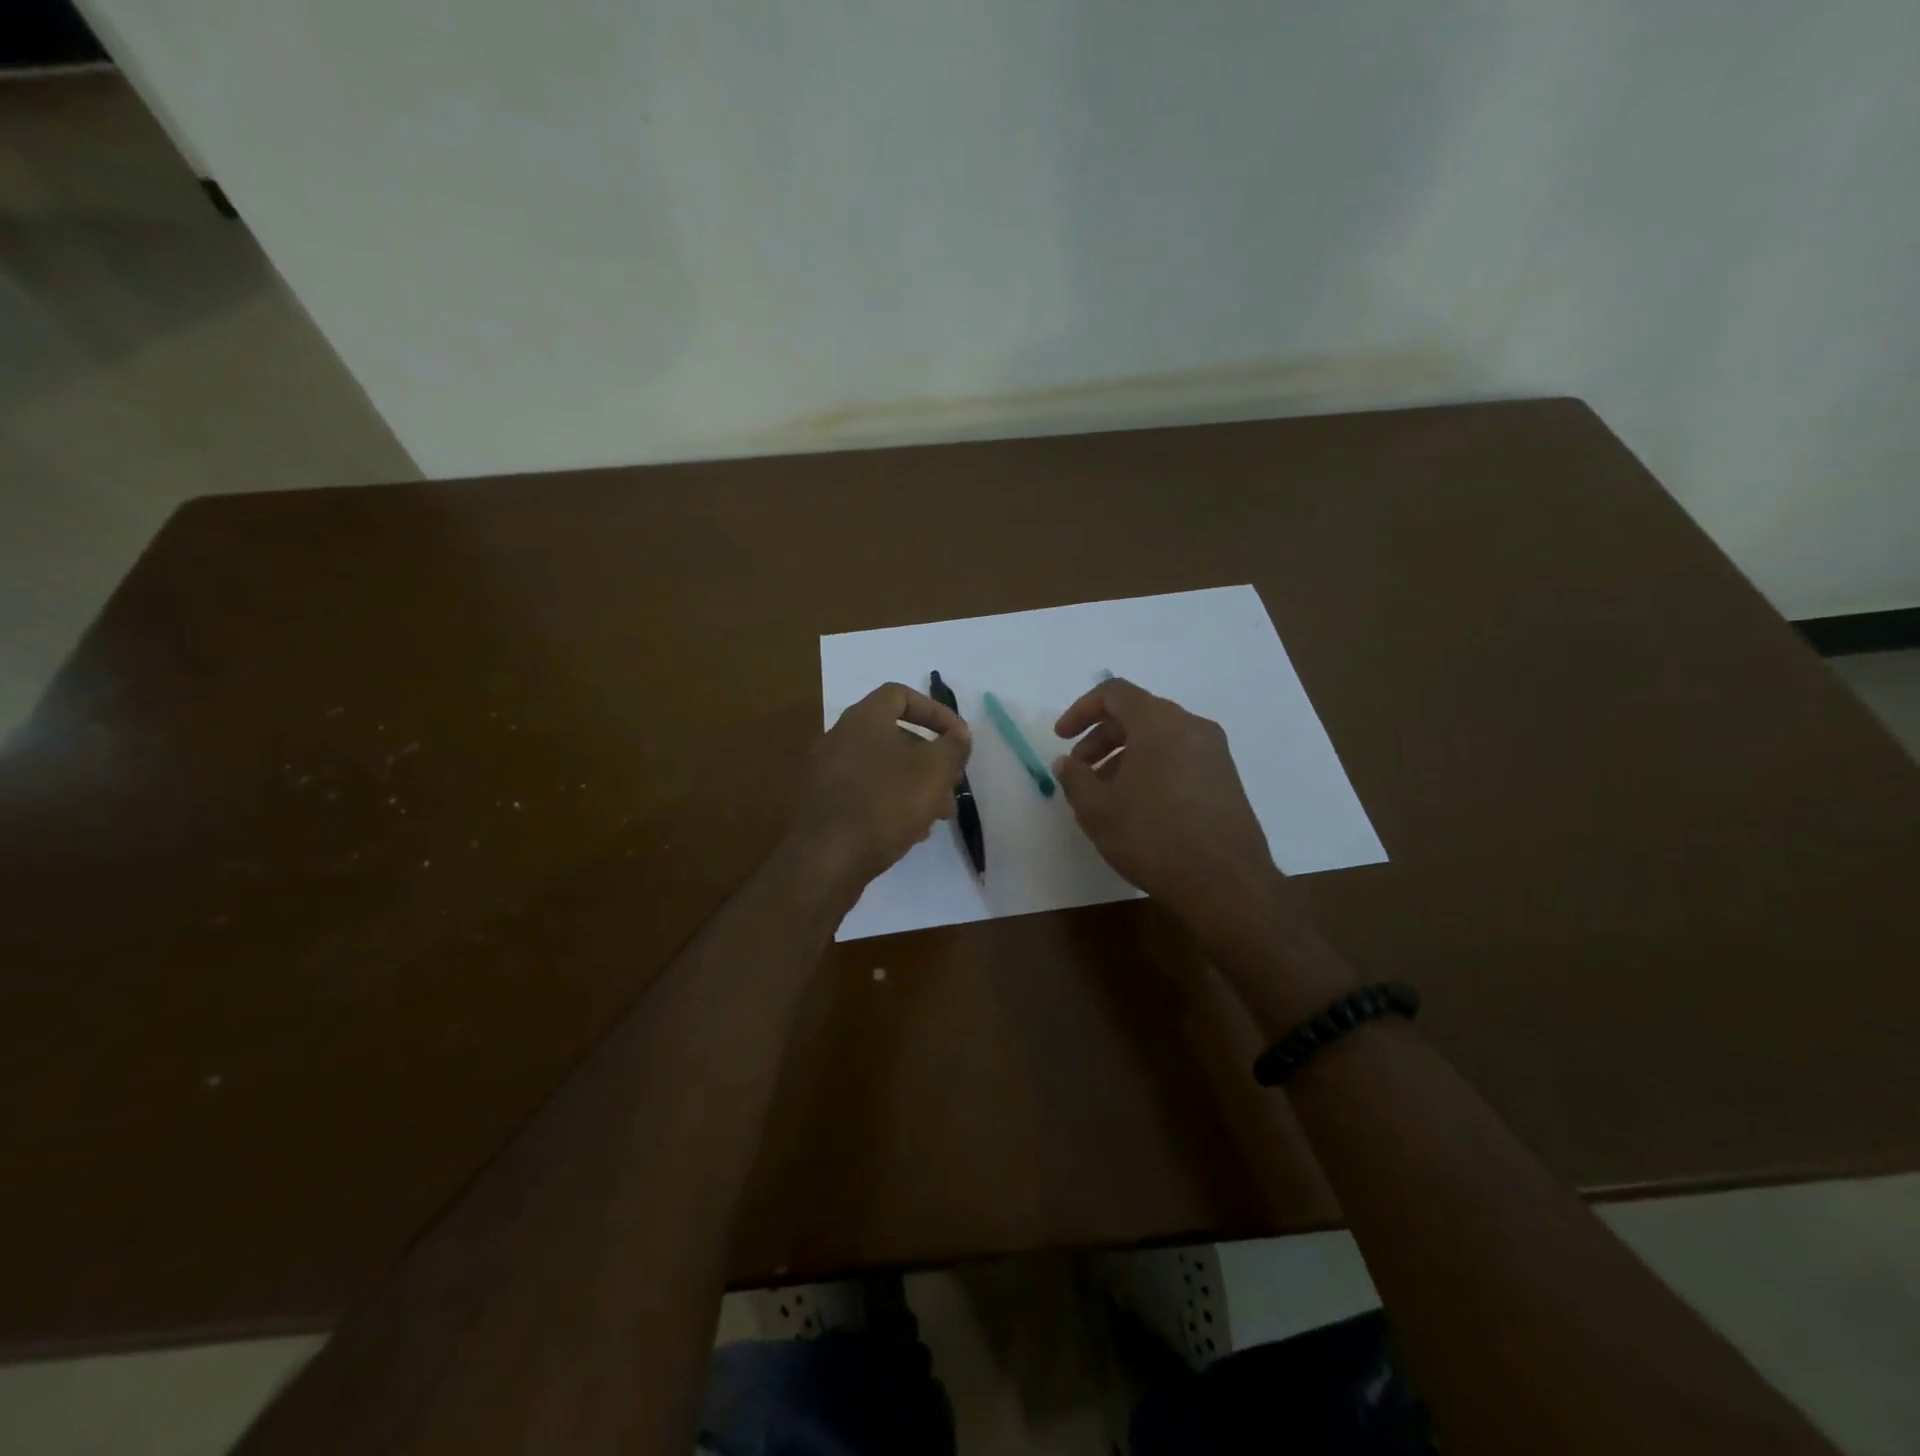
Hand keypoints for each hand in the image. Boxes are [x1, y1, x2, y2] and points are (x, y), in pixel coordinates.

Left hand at [787, 683, 972, 897]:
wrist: (827, 860)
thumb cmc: (885, 804)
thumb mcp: (934, 771)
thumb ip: (953, 747)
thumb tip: (958, 736)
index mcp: (863, 719)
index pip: (901, 695)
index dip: (936, 711)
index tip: (958, 739)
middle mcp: (840, 738)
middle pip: (895, 735)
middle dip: (930, 758)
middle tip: (952, 784)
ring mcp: (827, 772)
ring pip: (883, 768)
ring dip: (915, 785)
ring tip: (938, 815)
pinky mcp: (824, 804)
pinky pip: (866, 792)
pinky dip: (892, 802)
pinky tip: (910, 832)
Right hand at [1052, 678, 1291, 939]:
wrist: (1227, 883)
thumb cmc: (1153, 838)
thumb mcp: (1097, 810)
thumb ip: (1075, 779)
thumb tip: (1067, 763)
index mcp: (1159, 723)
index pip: (1114, 693)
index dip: (1081, 710)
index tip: (1062, 738)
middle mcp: (1191, 726)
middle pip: (1137, 713)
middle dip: (1101, 737)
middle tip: (1080, 771)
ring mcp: (1214, 752)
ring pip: (1159, 737)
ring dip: (1125, 755)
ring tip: (1105, 794)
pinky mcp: (1226, 778)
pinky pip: (1179, 757)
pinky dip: (1151, 767)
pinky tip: (1139, 806)